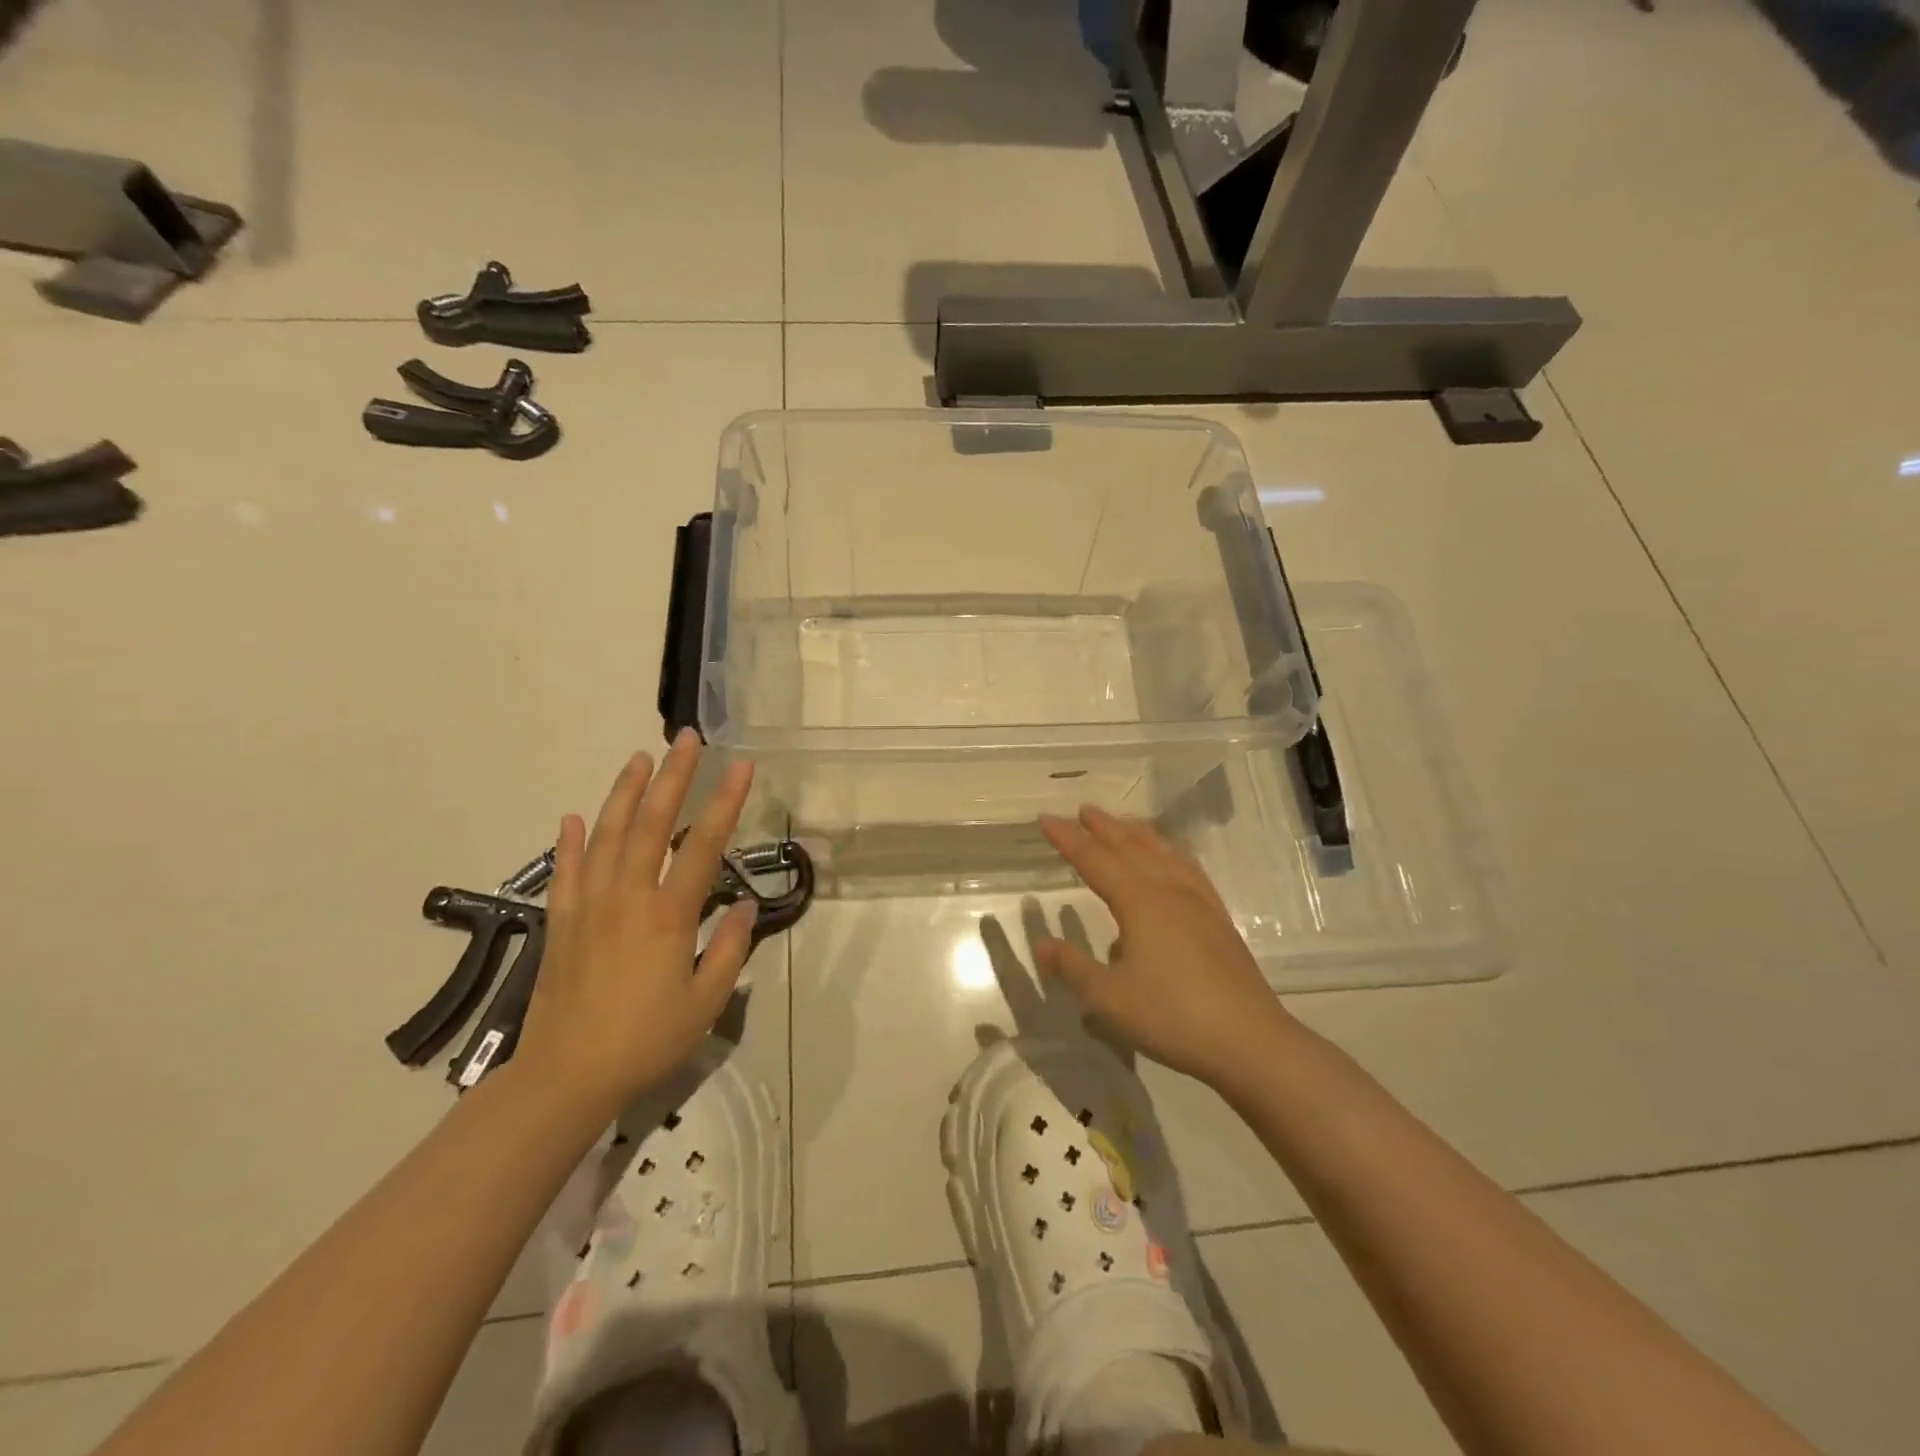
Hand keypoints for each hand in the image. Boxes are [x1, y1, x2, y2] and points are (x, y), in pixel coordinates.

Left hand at [512, 732, 758, 1118]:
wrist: (565, 1076)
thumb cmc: (645, 1040)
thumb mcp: (705, 1003)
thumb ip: (728, 950)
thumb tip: (743, 905)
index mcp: (668, 914)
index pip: (704, 844)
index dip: (726, 800)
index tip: (742, 764)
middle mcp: (628, 896)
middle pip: (652, 822)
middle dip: (674, 776)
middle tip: (688, 739)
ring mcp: (589, 905)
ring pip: (606, 834)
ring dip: (624, 792)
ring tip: (639, 758)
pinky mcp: (562, 921)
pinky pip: (566, 870)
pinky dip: (570, 840)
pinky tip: (574, 816)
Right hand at [1035, 806, 1296, 1086]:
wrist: (1249, 1040)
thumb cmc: (1171, 1016)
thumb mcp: (1108, 998)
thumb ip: (1072, 967)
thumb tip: (1041, 943)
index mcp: (1138, 902)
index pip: (1094, 859)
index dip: (1068, 838)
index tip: (1046, 818)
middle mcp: (1168, 890)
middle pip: (1130, 847)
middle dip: (1103, 827)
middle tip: (1082, 810)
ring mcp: (1198, 901)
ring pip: (1162, 852)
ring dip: (1137, 834)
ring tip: (1123, 823)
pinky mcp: (1218, 918)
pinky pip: (1189, 868)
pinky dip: (1171, 851)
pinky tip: (1173, 858)